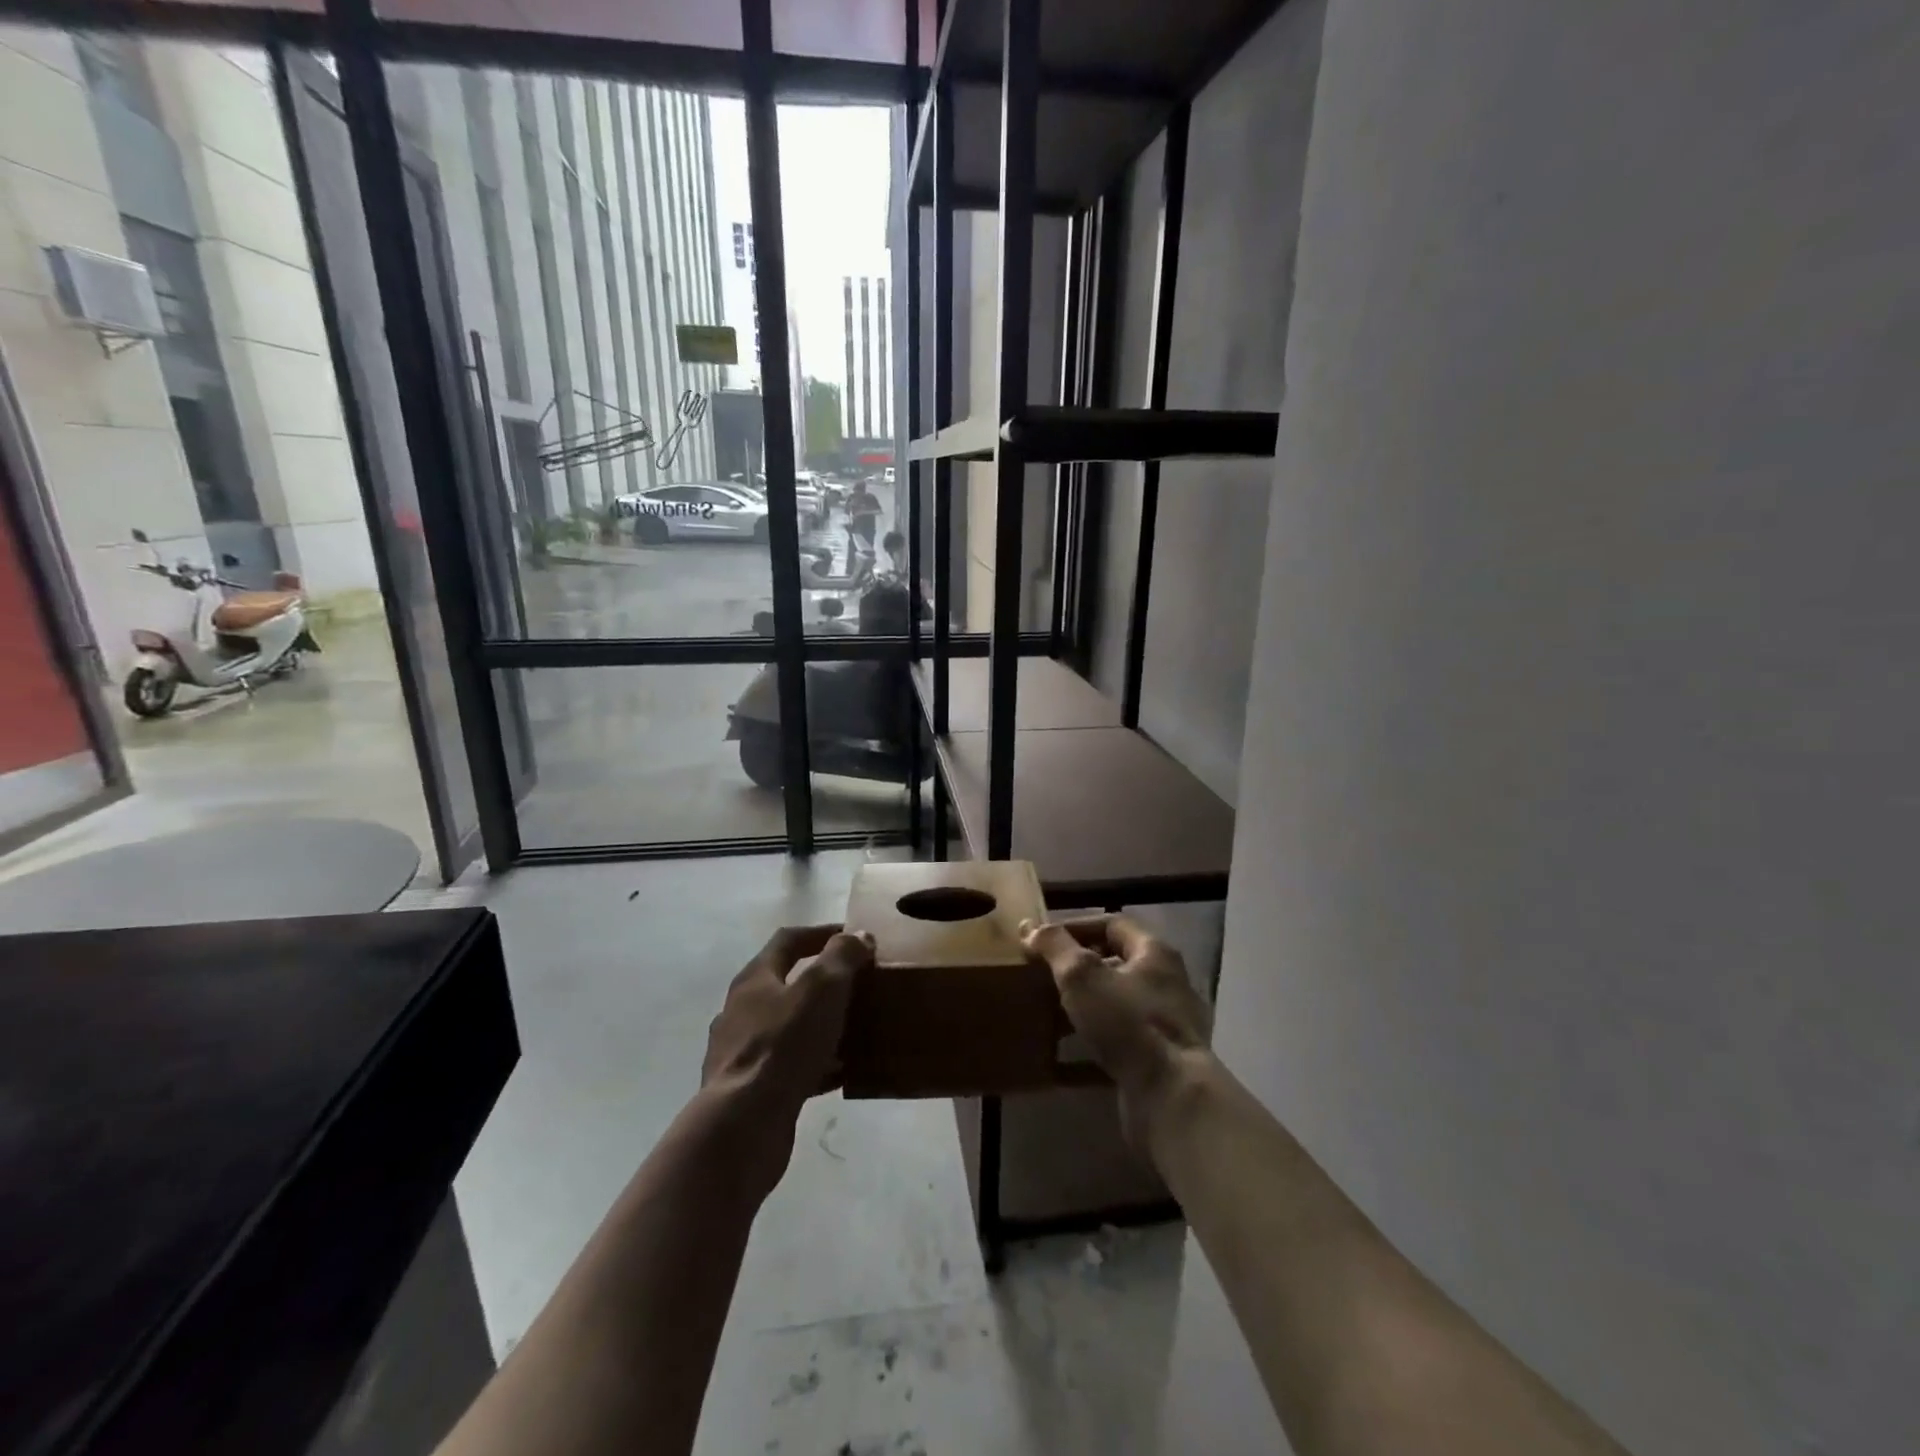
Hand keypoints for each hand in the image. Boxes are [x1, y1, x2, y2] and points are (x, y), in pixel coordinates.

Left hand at [700, 924, 872, 1195]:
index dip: (823, 933)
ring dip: (822, 1024)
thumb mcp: (822, 988)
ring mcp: (741, 1053)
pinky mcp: (749, 1090)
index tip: (855, 936)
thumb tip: (858, 936)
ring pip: (790, 1028)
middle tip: (860, 984)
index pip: (789, 940)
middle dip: (825, 982)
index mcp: (754, 979)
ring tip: (857, 1028)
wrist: (743, 1125)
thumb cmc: (784, 1045)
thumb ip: (842, 956)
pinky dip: (818, 1063)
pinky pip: (791, 1066)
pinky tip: (843, 1072)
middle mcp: (741, 1010)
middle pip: (787, 984)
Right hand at [1021, 915, 1212, 1149]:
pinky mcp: (1163, 1059)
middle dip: (1079, 968)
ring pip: (1118, 1003)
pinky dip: (1094, 1041)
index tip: (1043, 941)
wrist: (1172, 1096)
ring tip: (1050, 1013)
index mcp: (1154, 953)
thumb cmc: (1127, 1022)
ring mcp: (1168, 1023)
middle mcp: (1167, 982)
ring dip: (1085, 1005)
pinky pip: (1121, 1039)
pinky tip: (1067, 1054)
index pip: (1111, 923)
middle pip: (1117, 963)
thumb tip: (1030, 927)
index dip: (1075, 927)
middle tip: (1044, 975)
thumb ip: (1055, 946)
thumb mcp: (1082, 975)